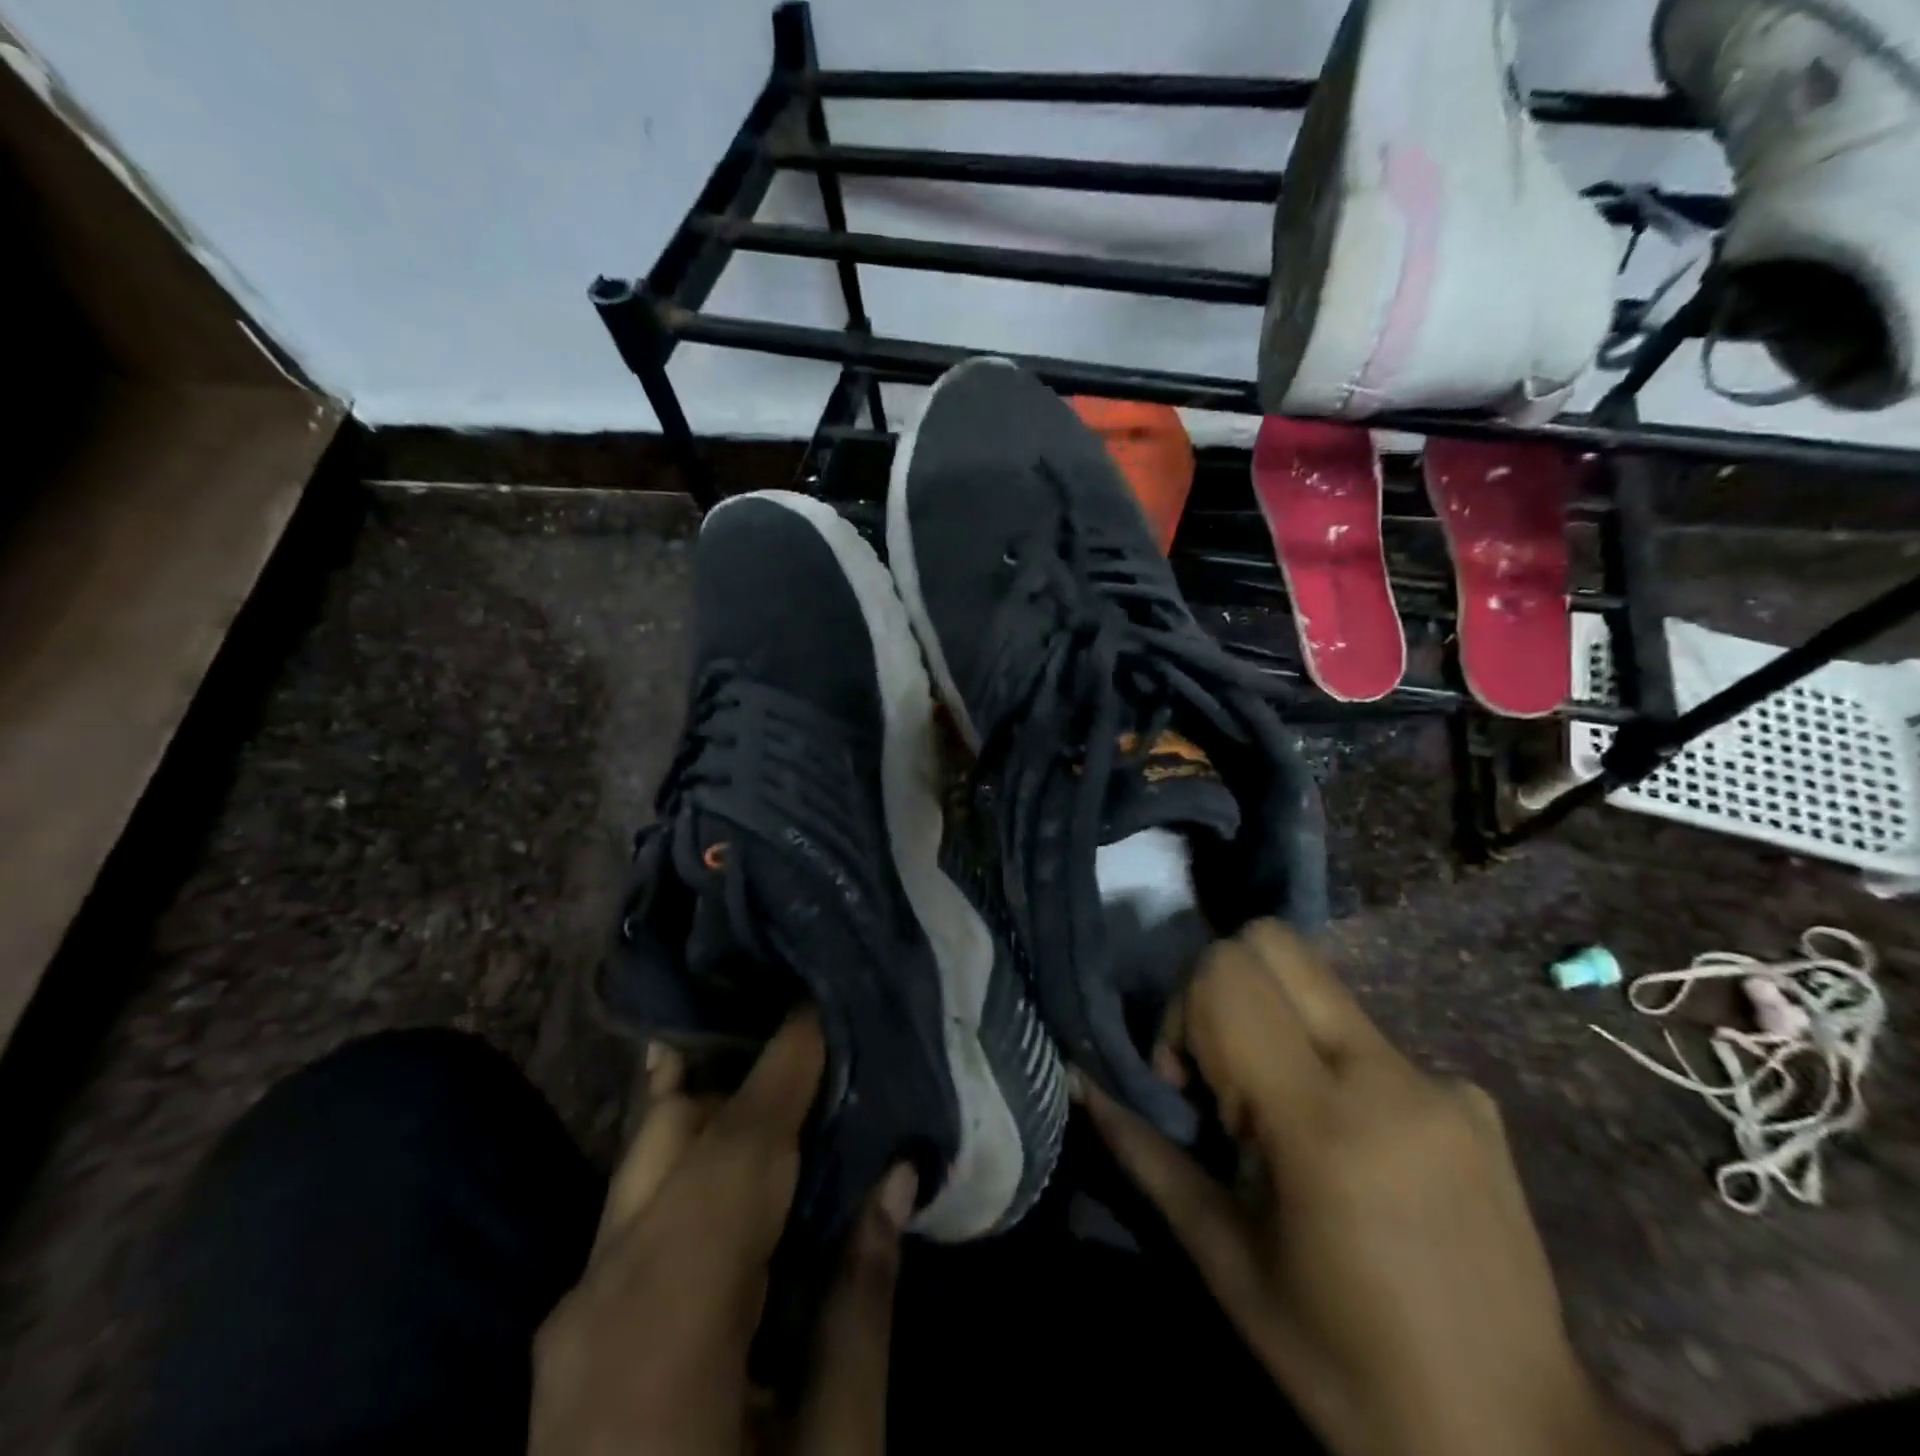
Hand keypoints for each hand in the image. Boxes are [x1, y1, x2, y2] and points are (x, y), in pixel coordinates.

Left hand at [532, 1013, 915, 1455]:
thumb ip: (861, 1304)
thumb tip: (895, 1177)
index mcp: (668, 1323)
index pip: (736, 1150)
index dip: (783, 1068)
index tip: (823, 1002)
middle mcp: (601, 1293)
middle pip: (676, 1134)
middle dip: (749, 1074)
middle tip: (821, 1035)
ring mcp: (571, 1314)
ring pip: (649, 1163)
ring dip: (721, 1111)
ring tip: (791, 1073)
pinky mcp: (571, 1334)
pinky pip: (638, 1210)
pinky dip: (693, 1162)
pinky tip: (738, 1150)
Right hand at [1083, 921, 1668, 1455]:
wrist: (1520, 1449)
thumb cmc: (1344, 1367)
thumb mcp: (1225, 1261)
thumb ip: (1145, 1152)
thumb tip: (1082, 1082)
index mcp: (1325, 1125)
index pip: (1228, 973)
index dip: (1185, 1010)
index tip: (1190, 1087)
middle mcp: (1391, 1077)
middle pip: (1274, 944)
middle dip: (1225, 987)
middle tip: (1226, 1077)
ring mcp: (1444, 1081)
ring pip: (1320, 987)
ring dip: (1277, 1027)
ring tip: (1287, 1124)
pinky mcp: (1477, 1098)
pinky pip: (1370, 1038)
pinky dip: (1333, 1065)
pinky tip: (1353, 1151)